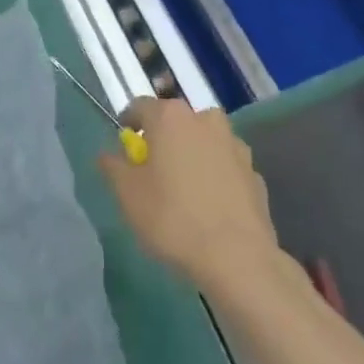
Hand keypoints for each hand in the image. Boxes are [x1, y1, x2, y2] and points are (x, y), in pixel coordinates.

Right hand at [98, 97, 280, 295]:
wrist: (237, 257)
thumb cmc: (172, 218)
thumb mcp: (128, 194)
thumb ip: (113, 167)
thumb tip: (108, 154)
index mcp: (171, 118)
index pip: (140, 106)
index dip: (128, 123)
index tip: (124, 146)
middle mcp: (205, 120)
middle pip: (176, 121)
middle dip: (163, 139)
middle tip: (152, 169)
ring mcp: (235, 145)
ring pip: (204, 141)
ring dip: (192, 155)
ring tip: (183, 189)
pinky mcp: (254, 173)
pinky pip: (225, 166)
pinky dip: (215, 176)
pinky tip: (209, 206)